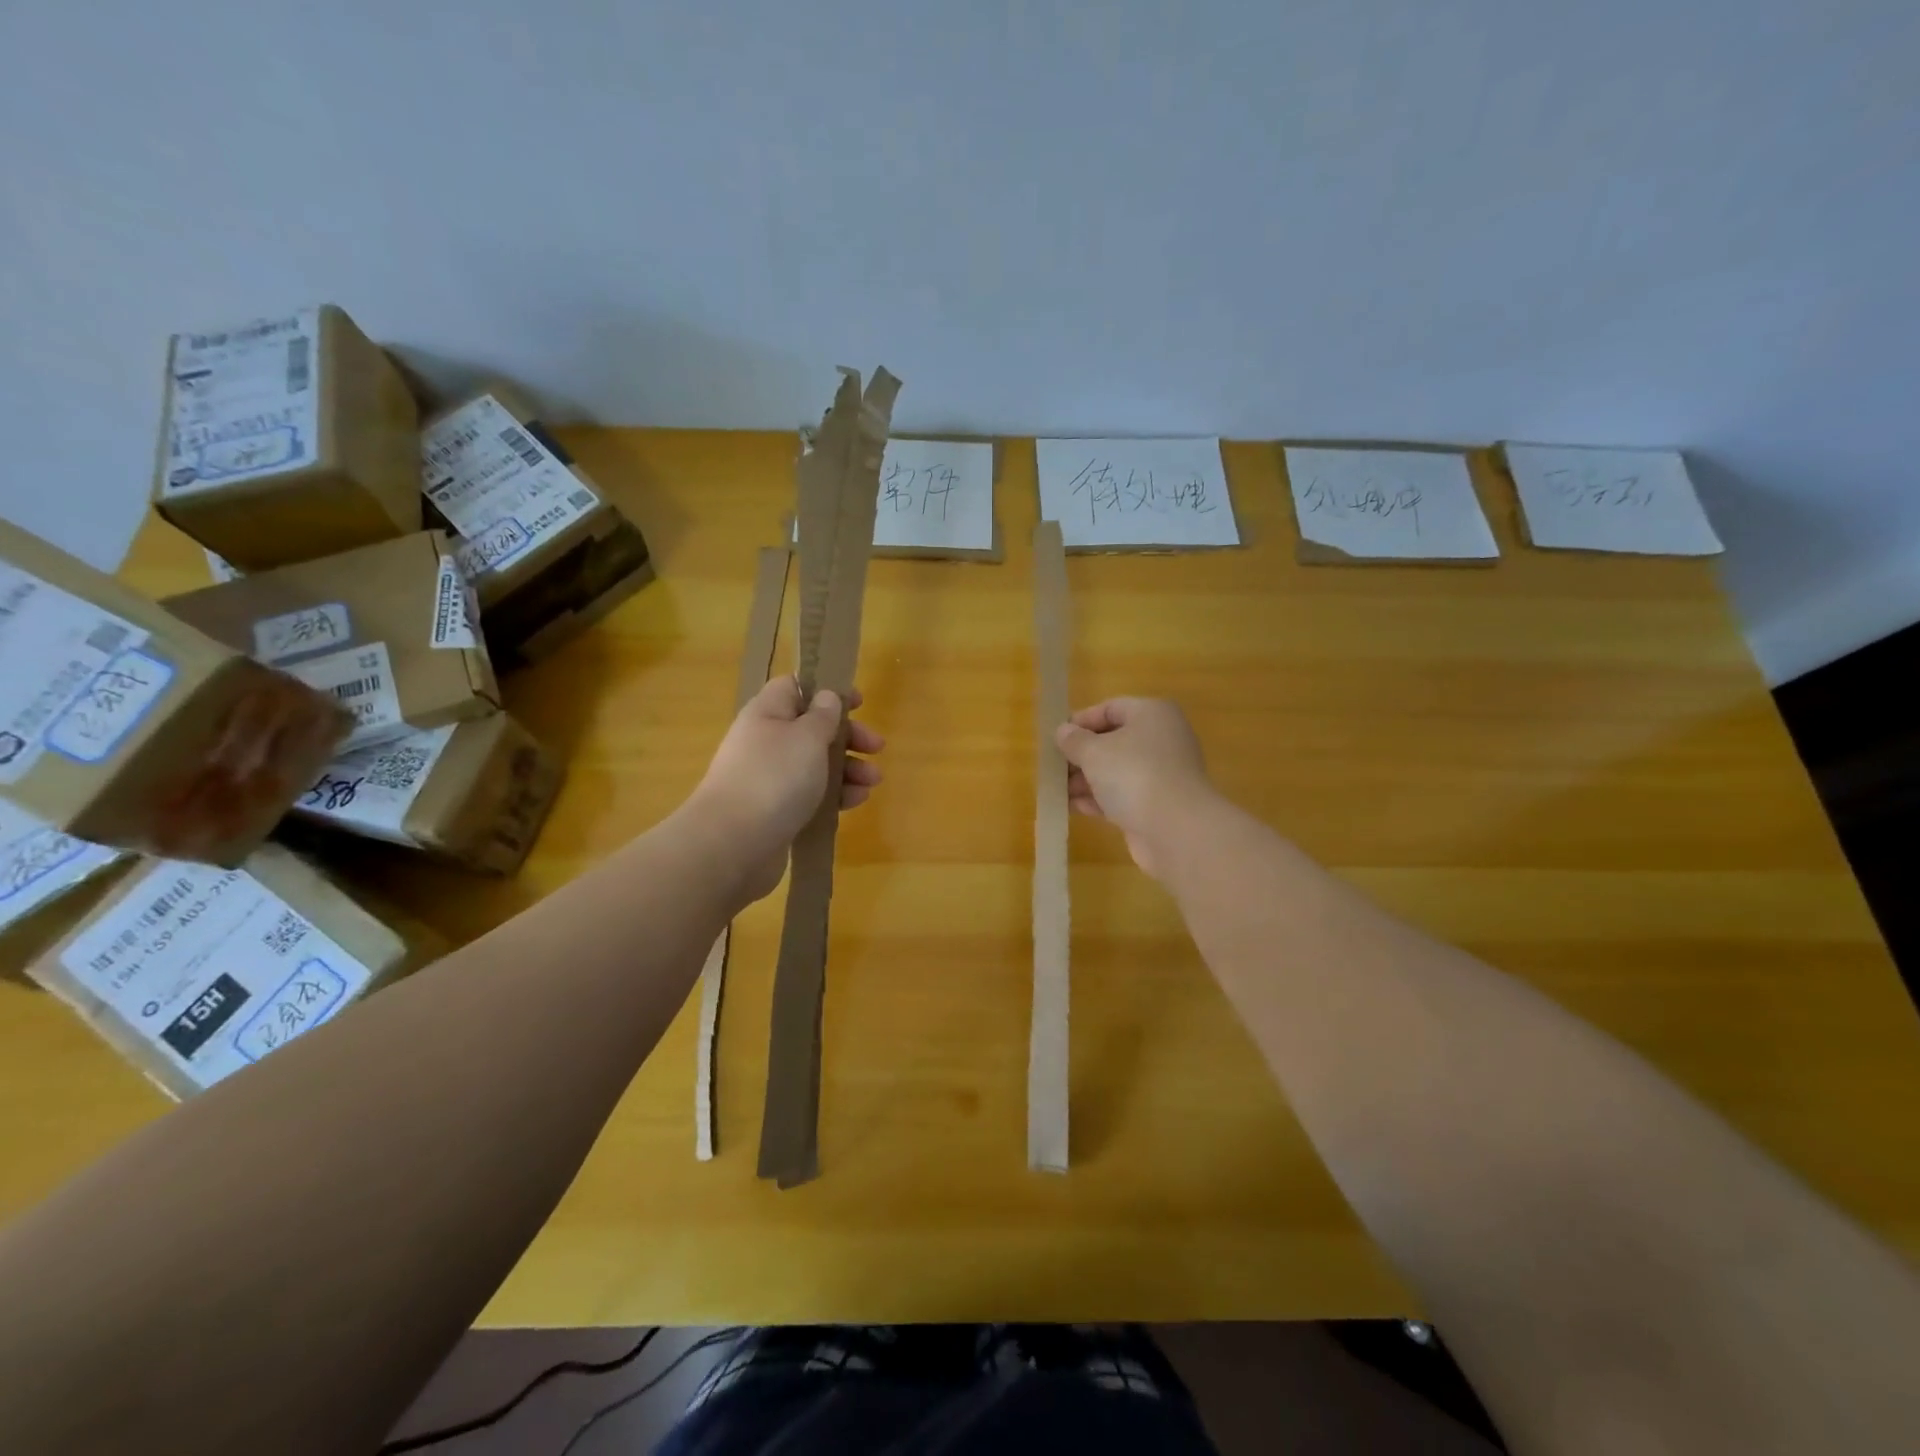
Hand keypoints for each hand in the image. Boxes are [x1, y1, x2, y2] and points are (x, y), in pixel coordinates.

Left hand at [690, 676, 884, 900]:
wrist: (733, 843)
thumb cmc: (774, 778)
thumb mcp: (807, 737)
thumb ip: (823, 716)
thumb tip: (827, 697)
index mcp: (767, 714)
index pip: (795, 687)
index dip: (827, 690)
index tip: (858, 703)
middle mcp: (765, 742)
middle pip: (811, 728)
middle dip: (847, 736)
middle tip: (876, 747)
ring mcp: (768, 778)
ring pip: (815, 764)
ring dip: (848, 768)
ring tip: (873, 781)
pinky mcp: (775, 811)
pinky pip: (810, 795)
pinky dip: (835, 795)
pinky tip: (856, 801)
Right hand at [1055, 697, 1213, 879]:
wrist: (1175, 829)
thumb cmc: (1133, 774)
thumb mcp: (1094, 752)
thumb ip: (1074, 740)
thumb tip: (1063, 732)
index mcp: (1152, 714)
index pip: (1111, 708)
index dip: (1081, 721)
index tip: (1056, 738)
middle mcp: (1161, 739)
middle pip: (1113, 741)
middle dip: (1081, 755)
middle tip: (1054, 767)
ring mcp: (1162, 774)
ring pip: (1117, 770)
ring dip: (1086, 779)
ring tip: (1057, 790)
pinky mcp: (1158, 804)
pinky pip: (1123, 795)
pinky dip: (1100, 799)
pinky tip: (1074, 807)